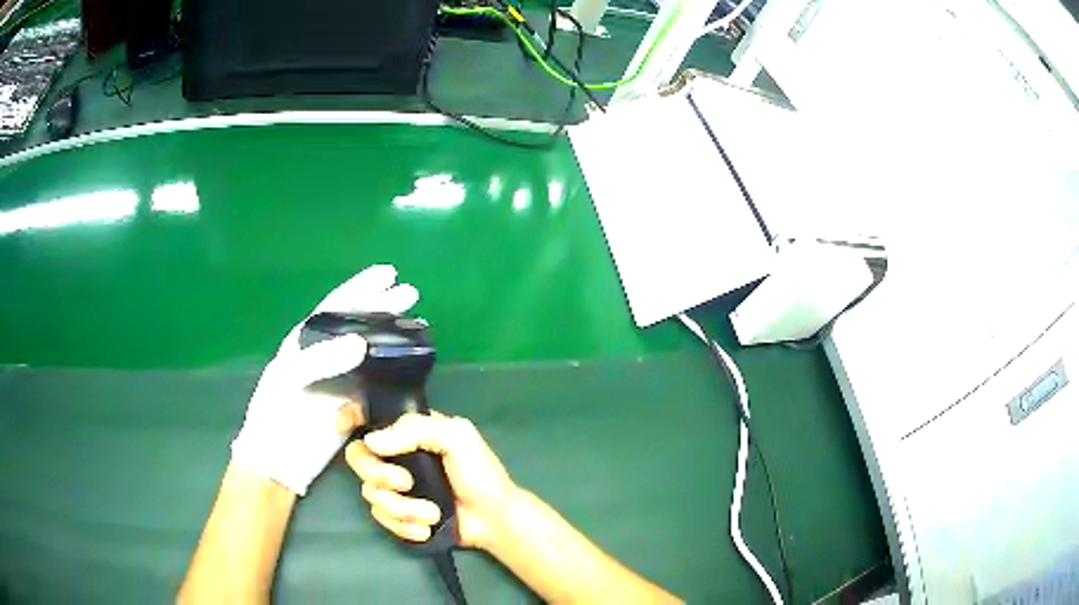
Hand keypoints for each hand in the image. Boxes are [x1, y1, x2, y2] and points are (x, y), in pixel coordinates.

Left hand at [230, 265, 418, 495]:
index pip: (336, 306)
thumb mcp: (288, 379)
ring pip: (373, 351)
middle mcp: (327, 354)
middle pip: (359, 323)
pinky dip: (395, 371)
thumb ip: (320, 359)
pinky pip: (378, 381)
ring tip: (418, 323)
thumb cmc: (275, 413)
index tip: (388, 274)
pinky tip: (410, 364)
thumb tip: (361, 343)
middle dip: (384, 305)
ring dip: (394, 335)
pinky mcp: (355, 403)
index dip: (361, 287)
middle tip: (411, 293)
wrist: (280, 459)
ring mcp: (342, 379)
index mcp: (307, 340)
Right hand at [344, 412, 519, 549]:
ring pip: (370, 493)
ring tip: (432, 513)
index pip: (370, 416)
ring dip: (402, 508)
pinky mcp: (399, 514)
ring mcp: (396, 487)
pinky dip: (404, 526)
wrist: (494, 521)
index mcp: (410, 432)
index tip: (339, 425)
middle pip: (359, 457)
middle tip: (406, 483)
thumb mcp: (457, 438)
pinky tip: (427, 528)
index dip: (349, 416)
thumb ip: (416, 430)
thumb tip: (371, 441)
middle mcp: (396, 456)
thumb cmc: (480, 474)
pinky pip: (381, 518)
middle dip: (378, 474)